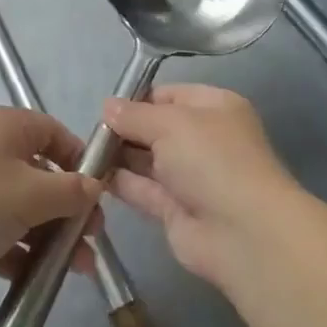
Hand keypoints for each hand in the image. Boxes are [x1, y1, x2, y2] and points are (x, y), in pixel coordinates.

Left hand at [0, 107, 99, 305]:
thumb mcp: (30, 194)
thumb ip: (70, 190)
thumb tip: (95, 185)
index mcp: (4, 127)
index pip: (54, 132)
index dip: (80, 160)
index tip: (100, 193)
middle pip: (41, 172)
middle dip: (68, 207)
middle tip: (91, 239)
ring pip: (22, 206)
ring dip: (49, 235)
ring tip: (76, 268)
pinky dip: (20, 251)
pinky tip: (40, 278)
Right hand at [103, 84, 303, 287]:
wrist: (242, 232)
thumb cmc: (211, 159)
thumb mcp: (170, 122)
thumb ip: (134, 114)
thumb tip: (107, 107)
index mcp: (214, 107)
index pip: (169, 95)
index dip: (137, 99)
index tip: (106, 108)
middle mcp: (204, 139)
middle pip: (156, 128)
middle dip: (124, 129)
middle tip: (89, 133)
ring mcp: (190, 176)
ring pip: (147, 159)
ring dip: (118, 156)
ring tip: (84, 153)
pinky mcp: (176, 209)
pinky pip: (143, 189)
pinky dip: (120, 183)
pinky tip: (91, 176)